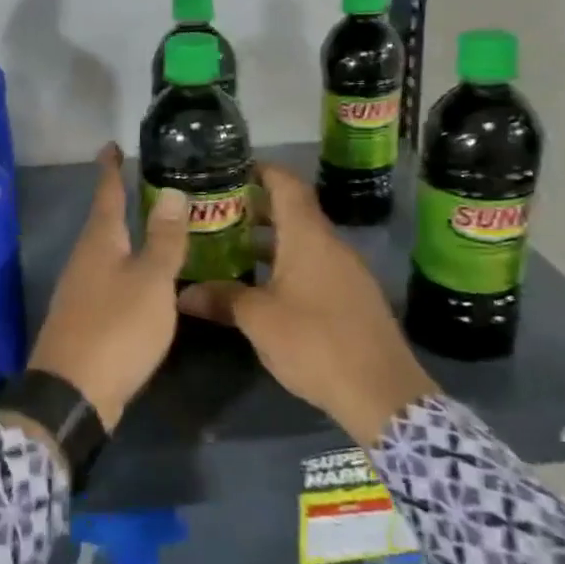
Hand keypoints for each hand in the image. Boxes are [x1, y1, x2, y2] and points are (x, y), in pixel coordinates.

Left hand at [23, 144, 190, 432]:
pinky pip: (108, 279)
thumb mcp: (151, 280)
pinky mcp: (84, 317)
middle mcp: (85, 258)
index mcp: (100, 241)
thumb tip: (171, 192)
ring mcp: (80, 289)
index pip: (107, 193)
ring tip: (153, 229)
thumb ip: (163, 238)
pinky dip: (127, 268)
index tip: (112, 145)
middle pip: (104, 221)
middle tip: (147, 185)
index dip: (111, 169)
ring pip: (106, 251)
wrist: (73, 394)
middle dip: (121, 201)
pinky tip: (144, 280)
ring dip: (126, 237)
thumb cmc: (117, 328)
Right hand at [180, 163, 437, 446]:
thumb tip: (183, 293)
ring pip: (303, 241)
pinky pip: (315, 265)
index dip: (261, 171)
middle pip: (293, 211)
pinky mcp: (354, 297)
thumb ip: (222, 298)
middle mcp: (330, 244)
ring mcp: (347, 271)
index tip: (231, 170)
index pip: (286, 184)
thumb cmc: (315, 342)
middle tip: (218, 214)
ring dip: (271, 241)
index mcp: (308, 236)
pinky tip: (265, 287)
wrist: (382, 393)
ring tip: (233, 249)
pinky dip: (288, 264)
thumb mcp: (258, 320)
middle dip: (256, 209)